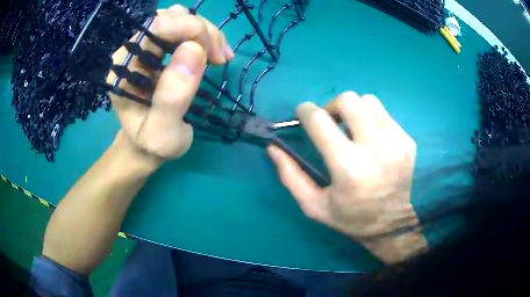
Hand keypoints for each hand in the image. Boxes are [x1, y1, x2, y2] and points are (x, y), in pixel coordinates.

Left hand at [107, 5, 233, 159]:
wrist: (145, 146)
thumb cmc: (151, 144)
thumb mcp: (162, 134)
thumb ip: (173, 97)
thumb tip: (194, 49)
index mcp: (124, 67)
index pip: (156, 26)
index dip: (190, 29)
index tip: (213, 55)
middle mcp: (132, 50)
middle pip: (170, 17)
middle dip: (202, 31)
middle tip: (220, 59)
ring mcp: (145, 47)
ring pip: (180, 18)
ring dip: (205, 33)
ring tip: (218, 58)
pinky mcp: (157, 49)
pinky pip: (184, 28)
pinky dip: (204, 37)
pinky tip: (213, 54)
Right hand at [268, 92, 425, 262]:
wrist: (394, 224)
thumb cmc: (352, 218)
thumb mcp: (314, 206)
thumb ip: (290, 176)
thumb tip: (273, 148)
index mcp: (349, 168)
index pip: (320, 121)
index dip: (306, 111)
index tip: (304, 114)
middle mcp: (375, 149)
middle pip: (348, 100)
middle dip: (332, 106)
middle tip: (331, 123)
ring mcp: (396, 142)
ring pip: (368, 101)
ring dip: (354, 110)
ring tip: (353, 130)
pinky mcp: (407, 141)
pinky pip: (384, 114)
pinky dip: (372, 119)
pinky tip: (371, 139)